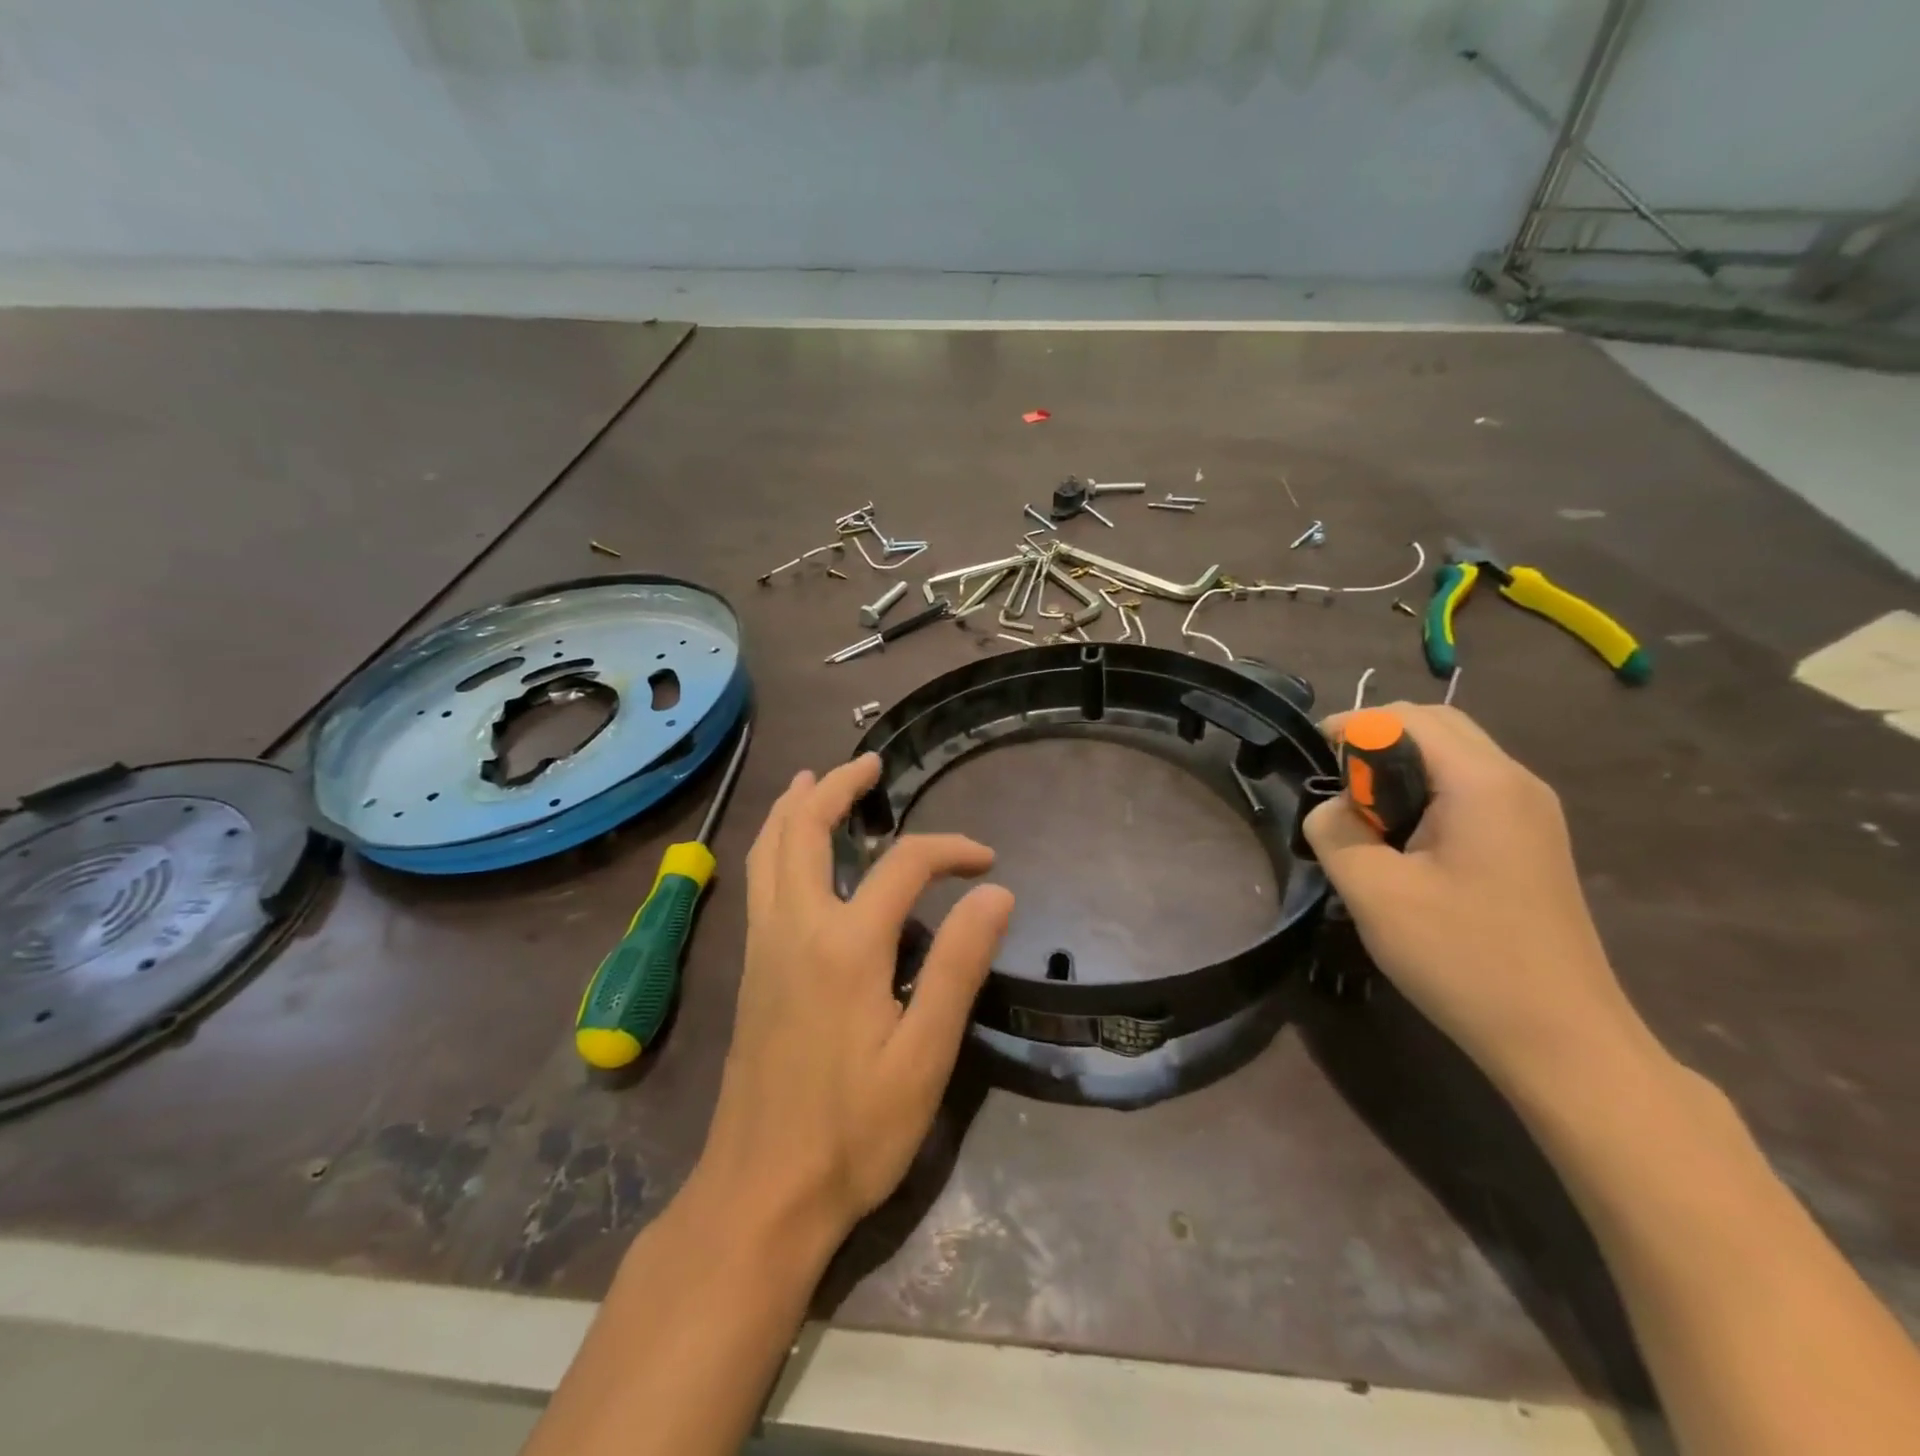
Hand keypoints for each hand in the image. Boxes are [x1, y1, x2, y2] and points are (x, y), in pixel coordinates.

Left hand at [697, 754, 1014, 1244]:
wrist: (760, 1193)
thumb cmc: (853, 1132)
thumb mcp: (924, 1056)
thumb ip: (958, 966)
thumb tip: (995, 891)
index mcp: (845, 946)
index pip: (904, 865)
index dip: (950, 850)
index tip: (987, 862)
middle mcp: (795, 928)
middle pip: (805, 829)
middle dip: (837, 786)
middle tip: (871, 763)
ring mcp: (764, 945)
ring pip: (768, 849)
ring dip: (795, 806)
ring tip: (817, 778)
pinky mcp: (751, 968)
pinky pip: (759, 879)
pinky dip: (776, 842)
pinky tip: (792, 849)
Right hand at [1304, 705, 1651, 1091]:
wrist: (1562, 1039)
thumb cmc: (1463, 958)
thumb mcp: (1374, 892)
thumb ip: (1334, 832)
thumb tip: (1329, 810)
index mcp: (1483, 783)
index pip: (1408, 717)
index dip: (1351, 726)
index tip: (1311, 757)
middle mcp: (1516, 783)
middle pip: (1437, 727)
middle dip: (1377, 741)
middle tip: (1336, 787)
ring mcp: (1532, 814)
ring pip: (1455, 758)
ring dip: (1401, 769)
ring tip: (1364, 818)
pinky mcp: (1532, 843)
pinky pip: (1471, 792)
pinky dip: (1426, 795)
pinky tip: (1404, 843)